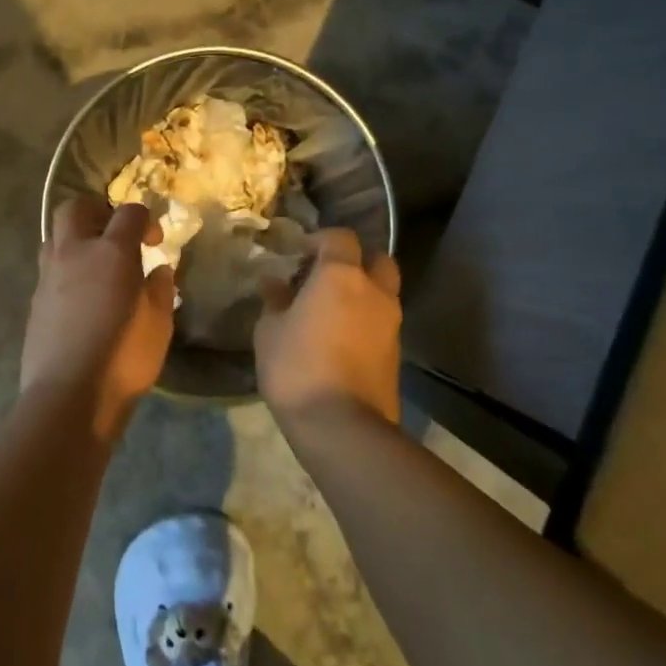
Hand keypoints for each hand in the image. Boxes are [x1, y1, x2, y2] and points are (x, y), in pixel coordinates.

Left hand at [21, 197, 175, 437]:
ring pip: (55, 235)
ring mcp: (48, 275)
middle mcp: (74, 252)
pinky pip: (49, 267)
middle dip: (98, 212)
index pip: (129, 212)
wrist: (68, 396)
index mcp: (111, 252)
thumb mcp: (159, 325)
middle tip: (116, 235)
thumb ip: (160, 290)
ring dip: (76, 238)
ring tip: (96, 264)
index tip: (155, 243)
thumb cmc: (123, 359)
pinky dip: (66, 268)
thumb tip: (158, 270)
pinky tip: (81, 296)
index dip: (145, 219)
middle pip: (77, 207)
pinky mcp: (35, 299)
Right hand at [254, 228, 402, 427]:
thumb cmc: (297, 367)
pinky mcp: (397, 353)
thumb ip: (274, 301)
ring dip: (362, 292)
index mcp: (341, 276)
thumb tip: (274, 283)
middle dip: (355, 261)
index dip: (320, 240)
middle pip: (377, 259)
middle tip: (326, 277)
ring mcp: (391, 323)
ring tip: (331, 311)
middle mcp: (374, 291)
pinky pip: (383, 322)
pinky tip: (341, 339)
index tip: (299, 254)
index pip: (341, 237)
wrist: (343, 427)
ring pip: (383, 292)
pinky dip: (366, 320)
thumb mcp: (269, 331)